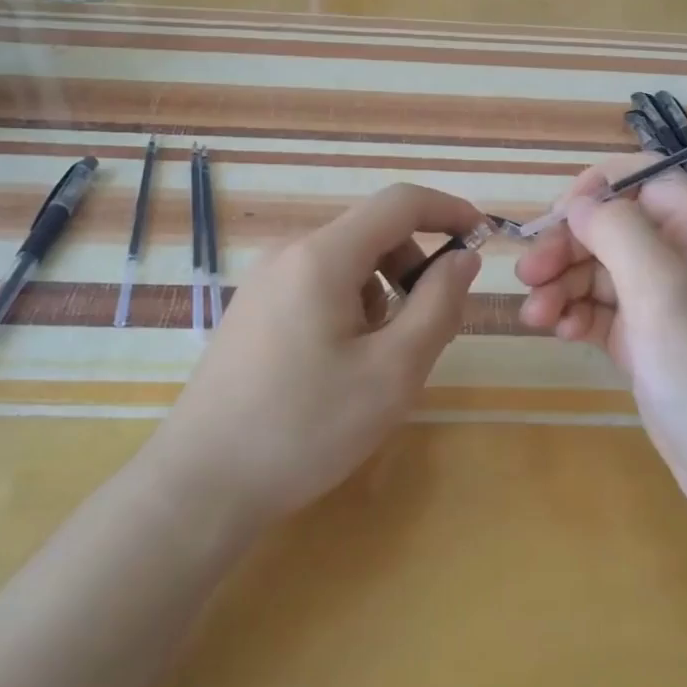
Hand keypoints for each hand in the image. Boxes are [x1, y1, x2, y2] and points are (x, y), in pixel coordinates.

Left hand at [152, 183, 483, 524]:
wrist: (201, 484)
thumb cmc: (306, 427)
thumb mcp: (393, 371)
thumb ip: (438, 304)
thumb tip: (462, 257)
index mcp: (322, 256)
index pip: (399, 203)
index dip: (449, 210)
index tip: (484, 239)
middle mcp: (289, 252)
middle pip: (372, 233)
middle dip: (415, 266)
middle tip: (432, 328)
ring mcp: (264, 280)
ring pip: (347, 262)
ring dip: (384, 292)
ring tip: (382, 358)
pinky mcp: (253, 308)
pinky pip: (319, 285)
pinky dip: (351, 306)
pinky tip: (342, 364)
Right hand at [516, 156, 686, 543]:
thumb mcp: (663, 289)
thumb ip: (618, 231)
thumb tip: (580, 202)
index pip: (648, 179)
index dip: (601, 186)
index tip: (559, 214)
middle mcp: (682, 260)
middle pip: (613, 227)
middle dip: (567, 245)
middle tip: (528, 275)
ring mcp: (663, 303)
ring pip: (600, 270)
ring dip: (562, 284)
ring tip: (536, 316)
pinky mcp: (646, 341)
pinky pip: (601, 310)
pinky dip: (576, 314)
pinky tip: (559, 332)